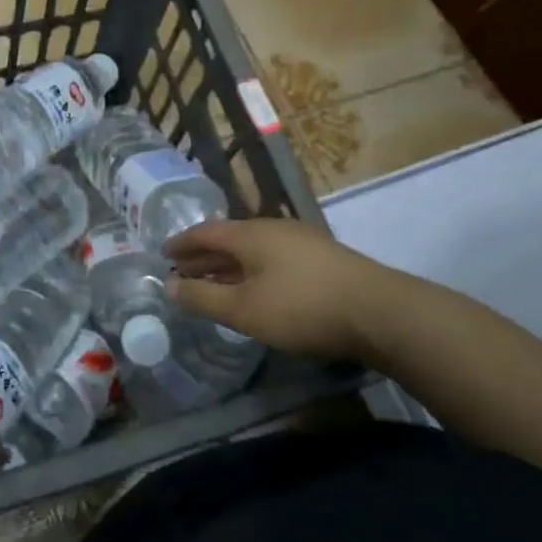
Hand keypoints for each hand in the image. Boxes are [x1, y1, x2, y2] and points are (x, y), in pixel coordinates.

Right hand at [164, 218, 382, 361]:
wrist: (378, 312)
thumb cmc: (301, 307)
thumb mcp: (243, 309)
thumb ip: (203, 298)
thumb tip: (168, 286)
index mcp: (251, 234)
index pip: (206, 232)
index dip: (182, 244)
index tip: (163, 254)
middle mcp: (274, 229)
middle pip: (229, 239)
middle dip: (203, 256)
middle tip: (181, 271)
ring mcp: (301, 242)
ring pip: (253, 250)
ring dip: (228, 266)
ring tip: (212, 282)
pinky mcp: (322, 259)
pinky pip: (272, 259)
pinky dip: (251, 271)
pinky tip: (254, 289)